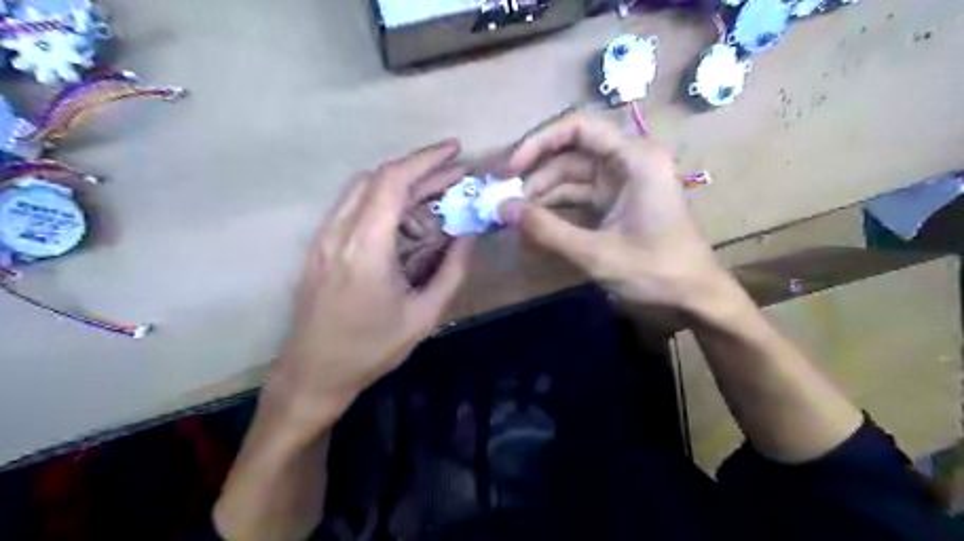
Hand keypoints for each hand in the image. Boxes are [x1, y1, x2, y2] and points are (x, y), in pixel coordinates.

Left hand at [268, 142, 473, 427]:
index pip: (393, 182)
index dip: (426, 160)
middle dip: (420, 170)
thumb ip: (452, 270)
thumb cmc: (372, 349)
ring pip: (363, 189)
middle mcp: (339, 232)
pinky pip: (353, 208)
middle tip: (455, 176)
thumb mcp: (424, 315)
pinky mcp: (319, 246)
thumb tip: (469, 234)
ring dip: (401, 185)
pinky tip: (405, 221)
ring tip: (436, 199)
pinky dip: (383, 202)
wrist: (314, 373)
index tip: (455, 151)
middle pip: (378, 179)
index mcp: (366, 248)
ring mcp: (324, 237)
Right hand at [508, 115, 726, 316]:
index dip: (539, 143)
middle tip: (505, 200)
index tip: (511, 169)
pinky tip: (535, 224)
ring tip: (515, 216)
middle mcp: (629, 162)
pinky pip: (580, 197)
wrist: (694, 300)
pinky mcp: (618, 204)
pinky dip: (557, 209)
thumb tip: (502, 210)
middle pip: (571, 154)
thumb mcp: (596, 253)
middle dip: (537, 175)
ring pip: (572, 177)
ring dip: (543, 195)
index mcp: (634, 159)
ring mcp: (623, 184)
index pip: (578, 129)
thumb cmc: (655, 271)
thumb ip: (547, 230)